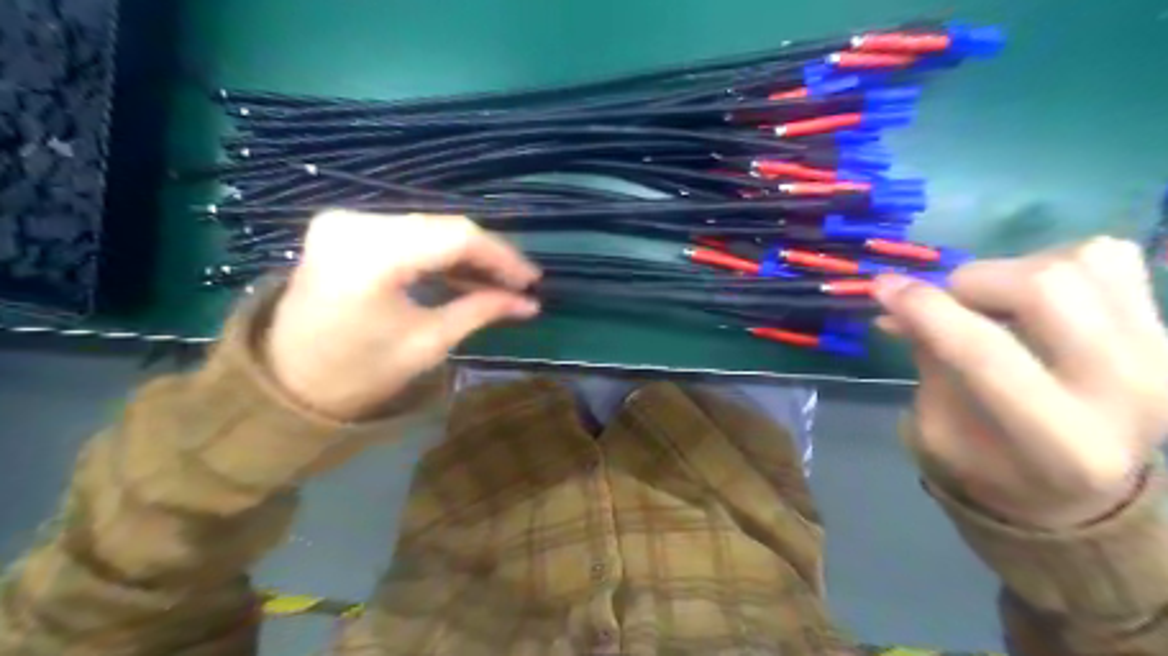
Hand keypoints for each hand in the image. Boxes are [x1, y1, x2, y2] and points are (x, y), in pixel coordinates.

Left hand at [263, 213, 537, 421]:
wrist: (285, 382)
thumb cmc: (358, 373)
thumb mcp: (428, 343)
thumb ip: (481, 310)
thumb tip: (529, 302)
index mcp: (370, 256)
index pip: (456, 237)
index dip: (501, 256)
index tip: (531, 280)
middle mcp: (353, 223)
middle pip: (443, 226)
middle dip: (487, 255)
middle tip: (518, 283)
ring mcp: (344, 221)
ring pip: (428, 226)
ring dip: (466, 253)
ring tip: (497, 282)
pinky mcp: (343, 228)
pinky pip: (407, 232)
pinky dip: (438, 251)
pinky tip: (463, 273)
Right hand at [876, 239, 1167, 530]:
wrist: (1084, 490)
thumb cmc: (992, 469)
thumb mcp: (937, 431)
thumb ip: (925, 361)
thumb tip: (897, 298)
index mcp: (1060, 442)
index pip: (983, 352)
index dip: (925, 309)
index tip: (882, 287)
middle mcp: (1127, 392)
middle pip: (1044, 286)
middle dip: (971, 282)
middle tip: (945, 303)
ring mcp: (1160, 354)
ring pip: (1079, 261)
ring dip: (1011, 272)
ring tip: (991, 305)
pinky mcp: (1166, 328)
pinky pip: (1108, 256)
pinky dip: (1055, 263)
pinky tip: (1034, 301)